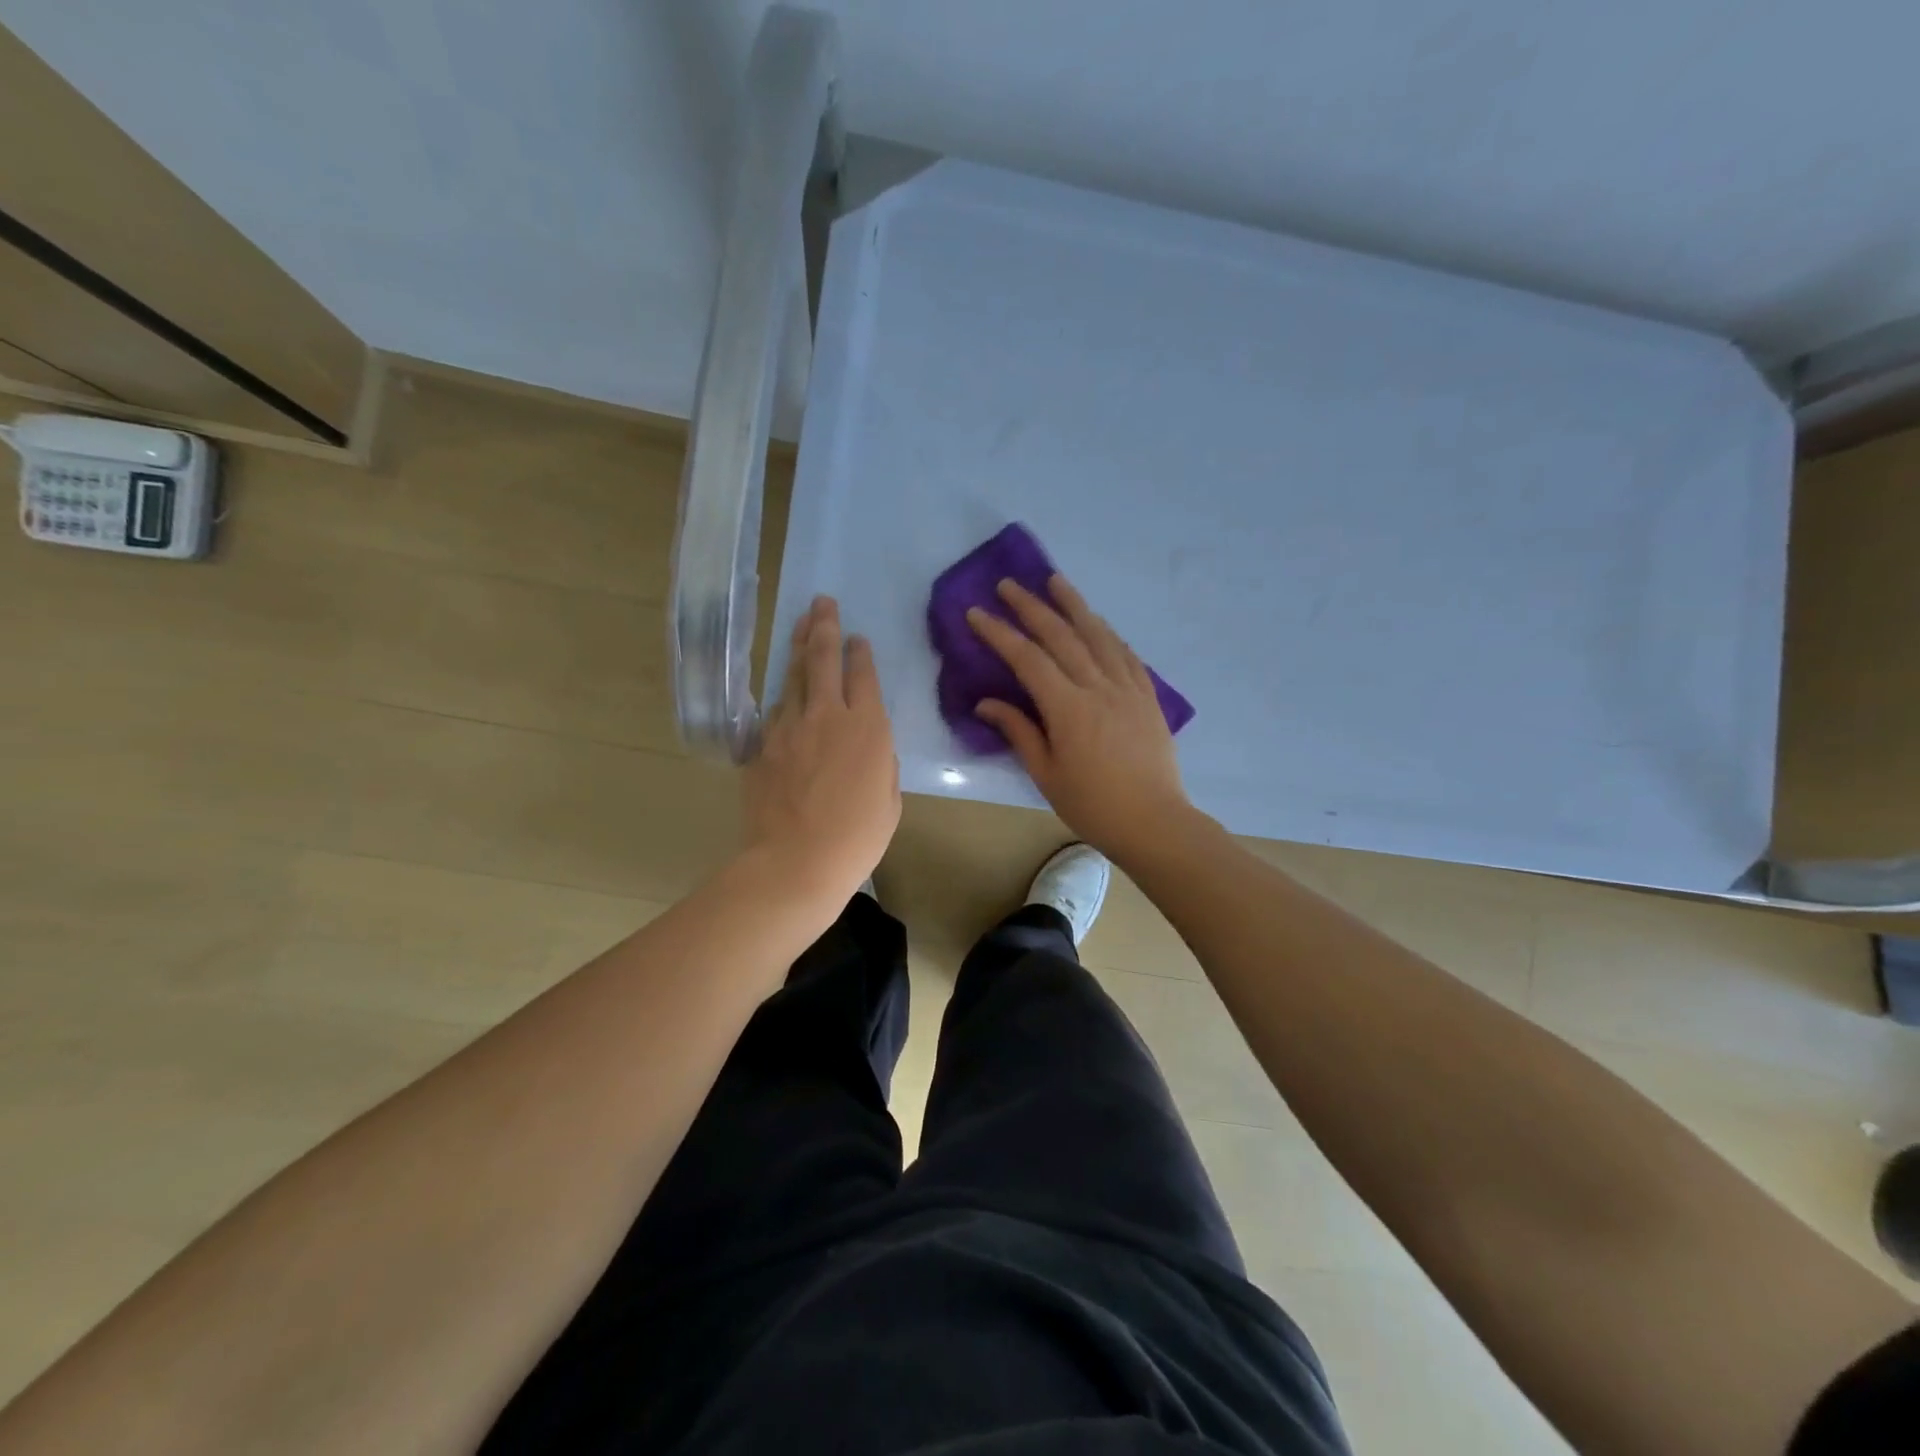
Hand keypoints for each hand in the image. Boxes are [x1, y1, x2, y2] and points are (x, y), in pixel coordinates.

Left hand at [742, 596, 900, 899]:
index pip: (863, 674)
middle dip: (824, 626)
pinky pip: (774, 711)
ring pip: (792, 676)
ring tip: (800, 626)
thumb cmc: (857, 838)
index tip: (857, 637)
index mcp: (868, 728)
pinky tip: (784, 691)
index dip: (860, 652)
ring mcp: (789, 727)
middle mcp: (828, 715)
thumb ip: (882, 764)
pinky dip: (782, 696)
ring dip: (797, 649)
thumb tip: (871, 749)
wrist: (796, 862)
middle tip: (822, 602)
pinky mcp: (762, 745)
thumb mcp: (889, 801)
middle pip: (823, 658)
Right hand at [967, 575, 1194, 864]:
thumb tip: (986, 703)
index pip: (1028, 659)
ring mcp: (1127, 688)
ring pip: (1098, 635)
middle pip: (1061, 636)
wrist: (1155, 821)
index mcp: (1068, 708)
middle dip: (1032, 607)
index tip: (976, 613)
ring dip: (1074, 605)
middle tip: (1009, 584)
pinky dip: (1108, 633)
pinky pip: (1125, 653)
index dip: (1000, 633)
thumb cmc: (1093, 805)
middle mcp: (1098, 687)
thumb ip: (1019, 731)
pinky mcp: (1147, 696)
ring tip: (1056, 580)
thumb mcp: (1046, 774)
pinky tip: (1098, 623)